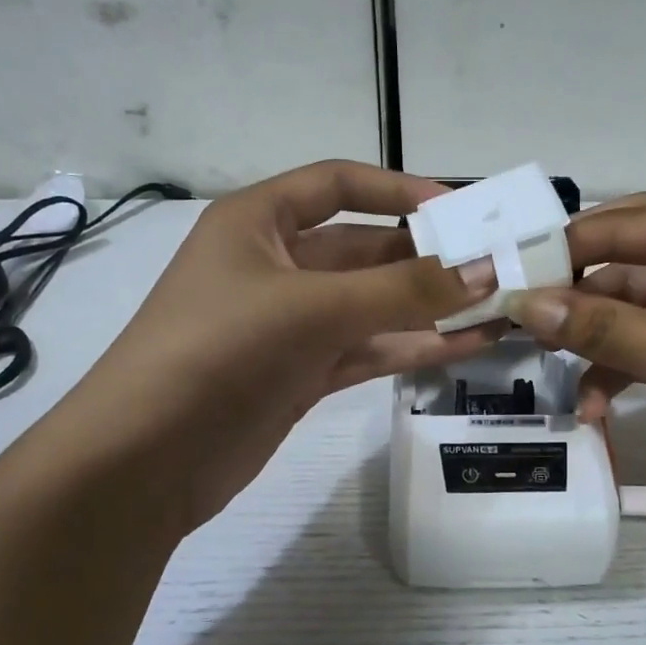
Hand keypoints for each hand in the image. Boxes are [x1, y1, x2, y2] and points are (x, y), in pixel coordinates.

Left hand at [45, 162, 497, 533]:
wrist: (147, 459)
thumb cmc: (218, 352)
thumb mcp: (312, 308)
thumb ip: (402, 290)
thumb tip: (486, 272)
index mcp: (258, 222)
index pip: (336, 184)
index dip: (397, 189)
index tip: (458, 209)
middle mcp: (275, 265)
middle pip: (363, 250)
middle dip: (426, 257)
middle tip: (497, 266)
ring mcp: (290, 325)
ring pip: (372, 306)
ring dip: (429, 308)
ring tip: (498, 308)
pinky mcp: (301, 374)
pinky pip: (367, 350)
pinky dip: (411, 348)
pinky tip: (465, 347)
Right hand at [504, 196, 645, 530]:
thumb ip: (606, 327)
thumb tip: (523, 302)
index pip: (625, 225)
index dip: (562, 251)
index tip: (504, 278)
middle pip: (627, 265)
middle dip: (576, 298)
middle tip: (516, 323)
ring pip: (636, 311)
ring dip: (597, 344)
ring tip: (553, 375)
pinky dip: (625, 371)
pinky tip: (596, 406)